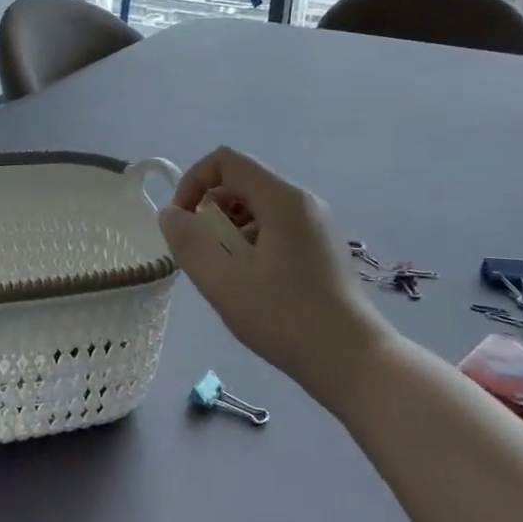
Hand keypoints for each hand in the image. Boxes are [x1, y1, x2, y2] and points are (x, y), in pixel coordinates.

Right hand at [158, 147, 389, 405]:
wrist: (352, 360)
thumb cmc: (285, 317)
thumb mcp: (224, 282)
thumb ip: (189, 242)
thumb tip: (170, 214)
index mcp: (282, 199)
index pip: (226, 161)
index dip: (193, 182)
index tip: (182, 222)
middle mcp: (303, 202)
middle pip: (243, 183)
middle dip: (211, 211)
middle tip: (202, 254)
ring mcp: (316, 225)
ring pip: (258, 208)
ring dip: (230, 231)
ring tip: (225, 274)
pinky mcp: (321, 248)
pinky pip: (276, 228)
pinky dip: (251, 243)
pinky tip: (251, 284)